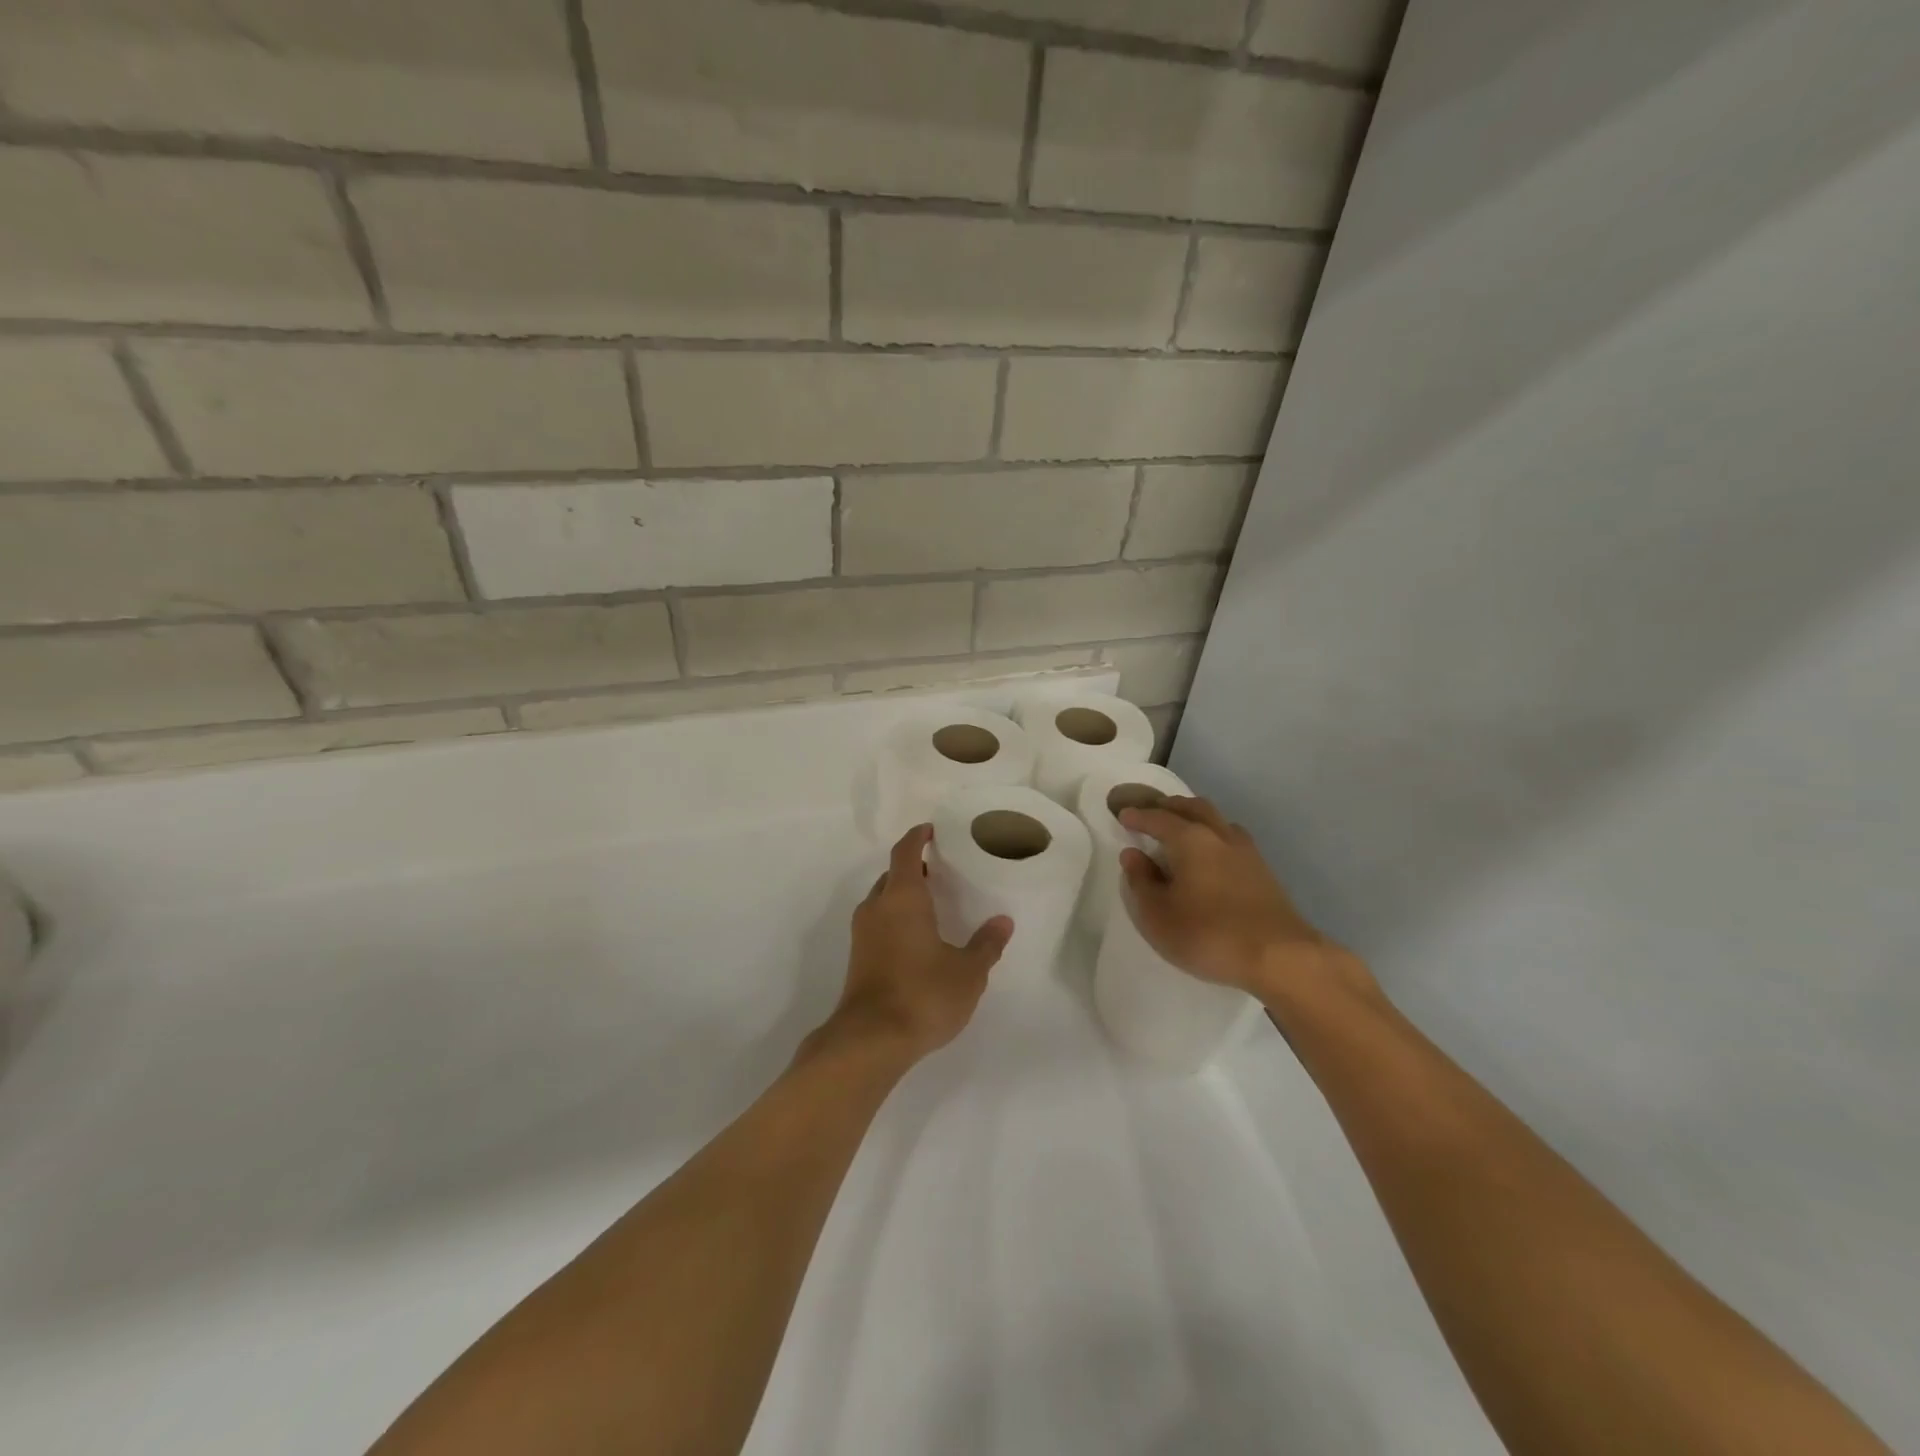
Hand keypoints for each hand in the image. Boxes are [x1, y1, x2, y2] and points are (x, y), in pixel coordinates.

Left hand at [816, 824, 1011, 1064]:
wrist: (870, 1040)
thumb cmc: (923, 994)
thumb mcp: (967, 971)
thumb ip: (986, 944)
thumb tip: (1003, 922)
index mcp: (902, 897)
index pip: (905, 851)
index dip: (917, 836)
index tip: (932, 830)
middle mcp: (877, 907)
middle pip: (892, 874)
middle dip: (912, 867)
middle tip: (940, 870)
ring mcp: (862, 933)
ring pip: (882, 900)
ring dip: (902, 895)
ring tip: (932, 903)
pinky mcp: (858, 958)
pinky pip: (878, 922)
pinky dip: (895, 918)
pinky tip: (917, 938)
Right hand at [1118, 796, 1368, 1005]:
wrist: (1280, 957)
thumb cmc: (1209, 934)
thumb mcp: (1158, 916)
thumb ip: (1141, 882)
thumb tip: (1132, 855)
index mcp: (1191, 840)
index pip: (1159, 819)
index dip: (1138, 816)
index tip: (1123, 815)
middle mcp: (1219, 836)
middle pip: (1193, 808)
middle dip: (1169, 807)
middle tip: (1152, 813)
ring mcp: (1246, 852)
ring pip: (1217, 820)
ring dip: (1195, 817)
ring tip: (1182, 829)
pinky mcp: (1263, 871)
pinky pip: (1231, 838)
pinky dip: (1213, 835)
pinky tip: (1211, 854)